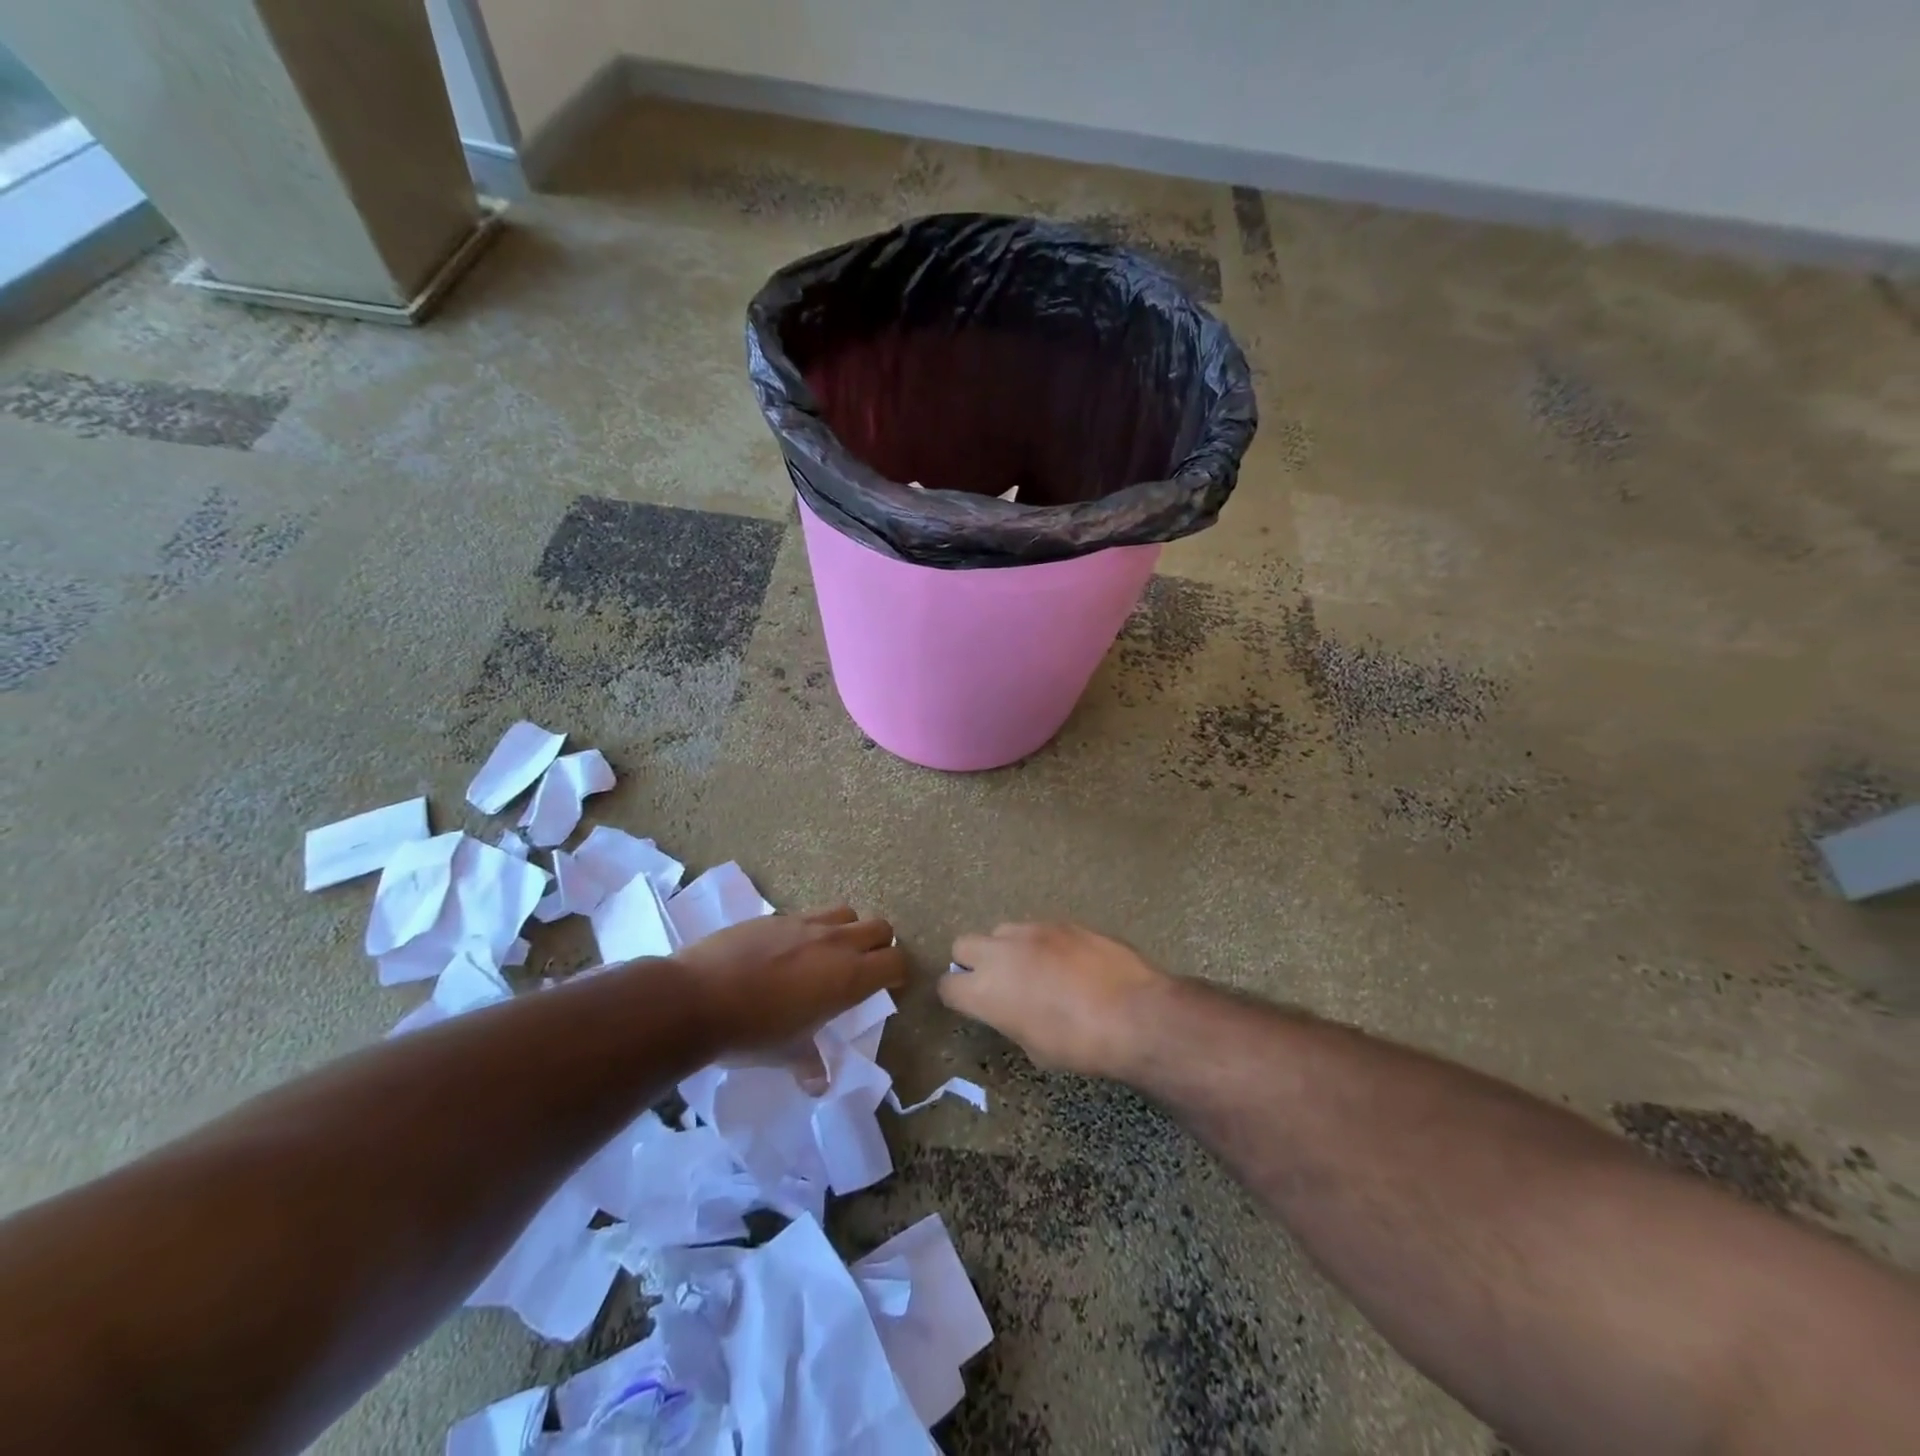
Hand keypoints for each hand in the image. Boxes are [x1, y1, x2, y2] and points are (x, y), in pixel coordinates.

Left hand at [672, 906, 906, 1053]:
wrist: (696, 998)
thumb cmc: (751, 1032)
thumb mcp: (786, 1053)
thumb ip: (809, 1063)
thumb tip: (819, 1085)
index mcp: (848, 977)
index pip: (896, 962)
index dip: (897, 973)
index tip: (888, 986)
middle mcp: (835, 943)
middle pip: (880, 927)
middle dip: (879, 945)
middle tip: (863, 968)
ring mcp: (804, 923)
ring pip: (846, 912)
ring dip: (848, 929)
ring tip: (829, 953)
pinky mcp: (775, 915)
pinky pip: (807, 915)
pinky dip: (810, 929)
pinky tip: (787, 951)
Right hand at [939, 922, 1169, 1078]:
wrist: (1133, 1013)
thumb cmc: (1080, 1045)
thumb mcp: (1035, 1048)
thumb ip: (1011, 1020)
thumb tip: (1013, 1008)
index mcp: (985, 991)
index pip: (948, 986)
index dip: (958, 997)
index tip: (971, 1005)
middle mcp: (1000, 953)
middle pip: (963, 945)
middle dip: (972, 962)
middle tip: (997, 983)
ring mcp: (1032, 931)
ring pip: (1002, 931)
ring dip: (1008, 950)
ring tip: (1035, 970)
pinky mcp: (1062, 922)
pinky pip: (1038, 929)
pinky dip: (1042, 944)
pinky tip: (1067, 964)